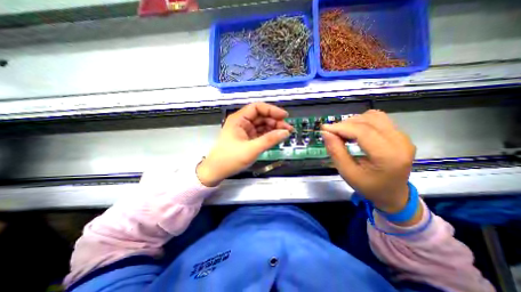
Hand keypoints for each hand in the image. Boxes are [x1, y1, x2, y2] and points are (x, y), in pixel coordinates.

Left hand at [197, 103, 292, 186]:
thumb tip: (286, 132)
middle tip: (288, 129)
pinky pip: (261, 133)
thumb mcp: (251, 149)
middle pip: (261, 116)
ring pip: (262, 125)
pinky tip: (277, 138)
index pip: (257, 108)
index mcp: (239, 119)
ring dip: (274, 128)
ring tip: (285, 134)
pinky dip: (269, 135)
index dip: (272, 110)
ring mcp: (245, 131)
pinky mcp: (247, 138)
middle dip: (275, 121)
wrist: (216, 171)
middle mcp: (242, 122)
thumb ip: (269, 140)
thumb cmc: (230, 159)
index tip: (284, 116)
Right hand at [320, 111, 418, 214]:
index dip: (341, 127)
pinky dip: (362, 121)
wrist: (393, 194)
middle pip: (368, 121)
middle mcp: (400, 142)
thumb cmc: (369, 187)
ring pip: (373, 116)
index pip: (362, 132)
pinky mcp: (400, 134)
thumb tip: (325, 133)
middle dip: (345, 124)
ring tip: (343, 133)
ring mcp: (402, 136)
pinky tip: (355, 131)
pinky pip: (378, 119)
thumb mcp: (347, 173)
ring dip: (354, 122)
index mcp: (388, 156)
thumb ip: (336, 152)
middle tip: (332, 133)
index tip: (324, 129)